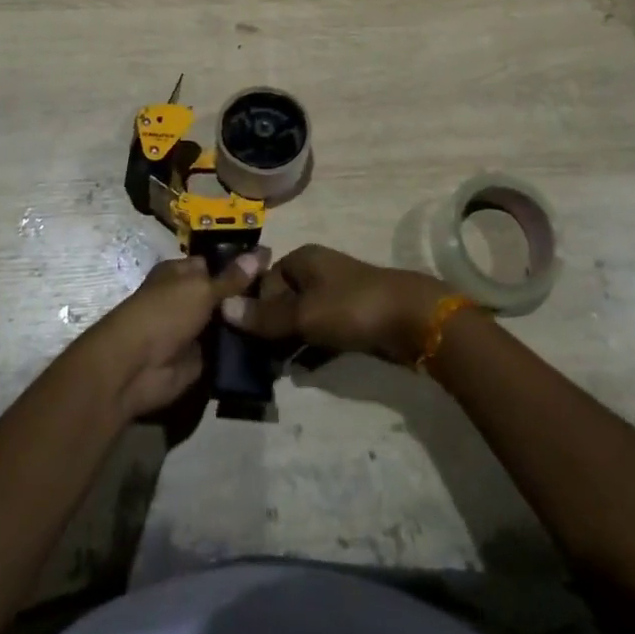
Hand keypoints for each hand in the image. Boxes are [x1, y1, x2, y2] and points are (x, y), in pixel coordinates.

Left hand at [79, 251, 266, 418]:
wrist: (136, 367)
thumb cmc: (164, 313)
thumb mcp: (201, 288)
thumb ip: (231, 277)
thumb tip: (262, 252)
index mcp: (181, 273)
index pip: (215, 264)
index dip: (241, 265)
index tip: (273, 267)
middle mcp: (187, 299)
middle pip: (223, 294)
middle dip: (248, 296)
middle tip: (284, 296)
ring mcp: (193, 330)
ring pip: (227, 323)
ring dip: (247, 324)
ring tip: (283, 320)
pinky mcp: (199, 360)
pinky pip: (226, 350)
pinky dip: (242, 350)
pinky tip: (271, 346)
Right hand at [219, 245, 449, 364]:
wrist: (412, 319)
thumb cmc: (351, 307)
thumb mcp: (303, 314)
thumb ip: (264, 317)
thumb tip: (222, 308)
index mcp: (302, 260)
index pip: (264, 282)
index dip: (252, 309)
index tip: (241, 341)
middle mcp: (316, 272)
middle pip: (282, 301)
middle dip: (269, 330)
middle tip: (255, 362)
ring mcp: (336, 295)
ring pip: (301, 319)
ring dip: (288, 344)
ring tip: (273, 373)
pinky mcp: (352, 319)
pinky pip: (321, 334)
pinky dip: (309, 350)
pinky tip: (300, 372)